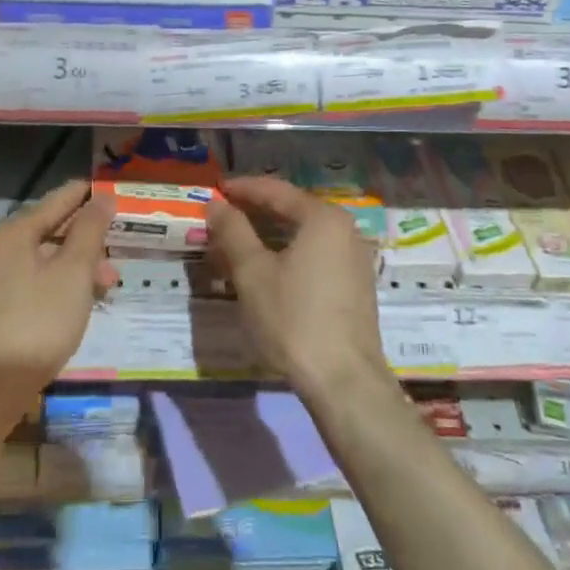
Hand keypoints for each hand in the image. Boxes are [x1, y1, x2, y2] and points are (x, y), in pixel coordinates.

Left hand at [0, 180, 115, 424]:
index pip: (60, 198)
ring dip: (80, 265)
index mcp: (14, 232)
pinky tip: (82, 302)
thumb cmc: (36, 324)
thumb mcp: (73, 273)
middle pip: (53, 228)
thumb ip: (90, 231)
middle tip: (121, 249)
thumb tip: (102, 197)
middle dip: (89, 238)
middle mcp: (0, 248)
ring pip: (47, 258)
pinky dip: (63, 284)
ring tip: (109, 284)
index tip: (120, 194)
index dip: (90, 194)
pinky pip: (37, 281)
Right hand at [204, 175, 388, 401]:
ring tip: (236, 247)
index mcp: (323, 218)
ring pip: (302, 237)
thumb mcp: (252, 272)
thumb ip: (233, 231)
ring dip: (268, 238)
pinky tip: (265, 273)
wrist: (344, 381)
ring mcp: (354, 259)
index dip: (242, 189)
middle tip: (221, 219)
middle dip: (254, 215)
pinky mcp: (354, 286)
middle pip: (292, 211)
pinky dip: (287, 257)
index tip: (215, 190)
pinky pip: (315, 257)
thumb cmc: (294, 318)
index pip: (276, 191)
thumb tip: (216, 204)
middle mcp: (345, 230)